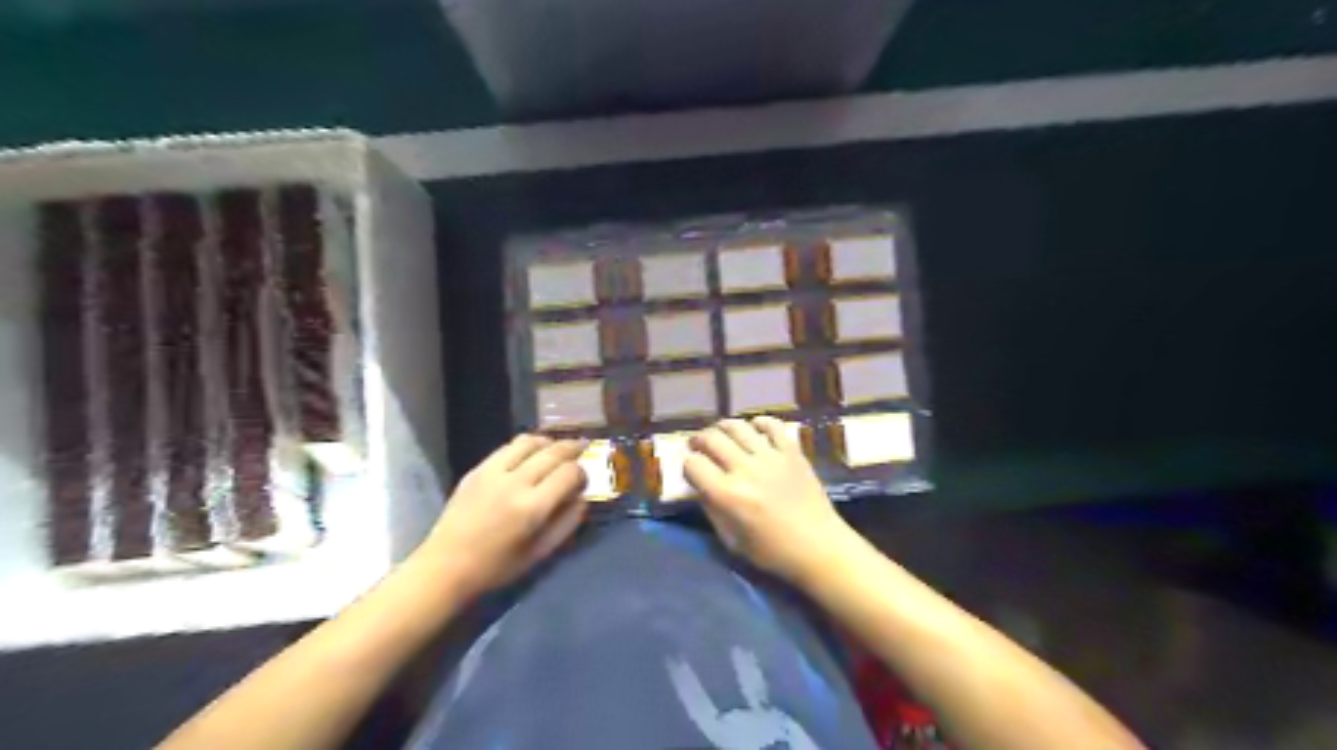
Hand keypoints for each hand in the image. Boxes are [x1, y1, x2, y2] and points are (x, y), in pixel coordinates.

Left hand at [416, 432, 586, 595]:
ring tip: (557, 446)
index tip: (583, 480)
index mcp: (533, 507)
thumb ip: (567, 523)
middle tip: (583, 447)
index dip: (583, 473)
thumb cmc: (497, 567)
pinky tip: (531, 452)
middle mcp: (515, 483)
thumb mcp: (540, 553)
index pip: (570, 473)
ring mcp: (493, 472)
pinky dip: (525, 445)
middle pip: (553, 452)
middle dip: (573, 448)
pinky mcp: (477, 469)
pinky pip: (507, 447)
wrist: (446, 566)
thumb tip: (582, 497)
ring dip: (549, 441)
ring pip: (530, 442)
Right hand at [682, 417, 860, 586]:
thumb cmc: (772, 552)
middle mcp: (745, 470)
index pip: (694, 465)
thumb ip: (712, 510)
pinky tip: (754, 430)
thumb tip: (700, 487)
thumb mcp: (731, 541)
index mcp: (728, 495)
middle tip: (698, 446)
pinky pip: (772, 425)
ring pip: (738, 427)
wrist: (819, 547)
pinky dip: (759, 423)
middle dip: (699, 440)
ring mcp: (770, 457)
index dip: (688, 466)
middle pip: (712, 439)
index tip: (691, 471)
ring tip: (721, 434)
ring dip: (723, 427)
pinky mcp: (792, 452)